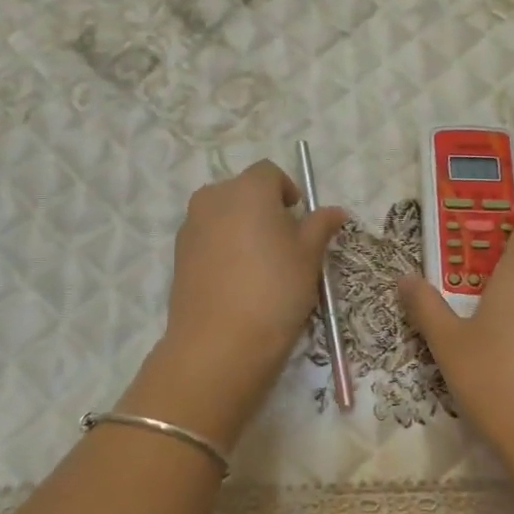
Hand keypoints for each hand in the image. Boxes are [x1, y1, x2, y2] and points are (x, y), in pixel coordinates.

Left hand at [129, 161, 344, 447]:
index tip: (300, 220)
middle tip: (284, 244)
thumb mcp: (309, 256)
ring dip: (242, 228)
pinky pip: (207, 239)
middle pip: (243, 191)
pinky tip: (238, 281)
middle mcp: (213, 197)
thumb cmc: (275, 289)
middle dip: (263, 208)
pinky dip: (223, 249)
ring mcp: (191, 226)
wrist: (220, 341)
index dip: (288, 191)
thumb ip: (320, 226)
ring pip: (222, 215)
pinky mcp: (178, 255)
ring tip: (261, 265)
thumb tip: (335, 211)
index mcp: (247, 188)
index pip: (270, 172)